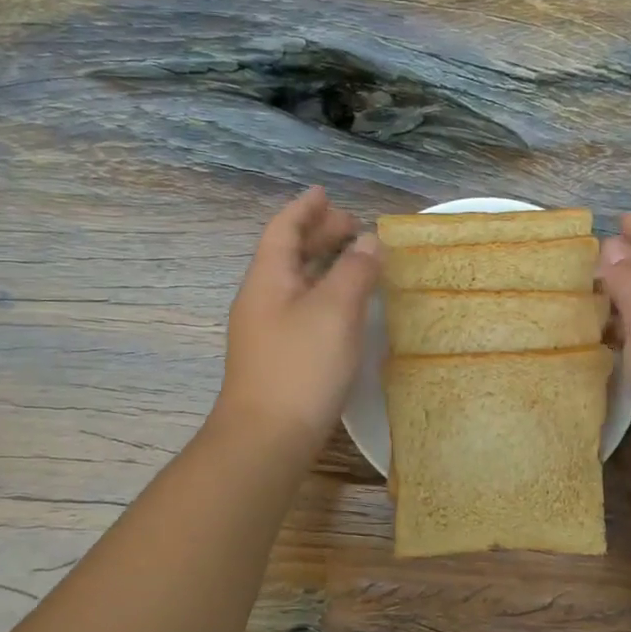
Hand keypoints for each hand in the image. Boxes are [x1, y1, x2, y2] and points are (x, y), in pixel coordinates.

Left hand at [213, 187, 380, 456]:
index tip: (325, 192)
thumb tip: (368, 242)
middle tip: (353, 227)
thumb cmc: (300, 367)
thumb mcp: (334, 311)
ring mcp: (266, 331)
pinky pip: (302, 308)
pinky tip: (345, 309)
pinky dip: (324, 295)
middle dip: (318, 234)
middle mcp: (261, 299)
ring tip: (355, 261)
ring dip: (323, 265)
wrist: (267, 439)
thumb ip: (354, 271)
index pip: (283, 229)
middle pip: (288, 254)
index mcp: (268, 279)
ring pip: (296, 283)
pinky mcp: (278, 357)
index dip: (305, 208)